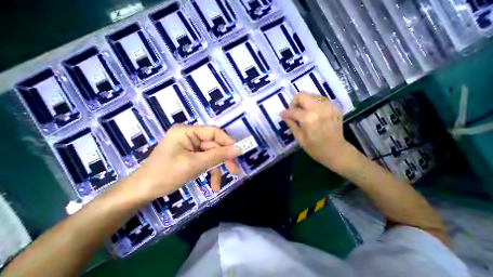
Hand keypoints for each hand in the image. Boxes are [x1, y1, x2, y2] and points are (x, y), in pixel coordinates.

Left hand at [128, 124, 241, 199]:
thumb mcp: (195, 165)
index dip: (227, 141)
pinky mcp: (191, 156)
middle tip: (234, 171)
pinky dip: (210, 172)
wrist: (142, 192)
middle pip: (214, 145)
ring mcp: (190, 147)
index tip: (238, 153)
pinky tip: (213, 184)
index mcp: (187, 132)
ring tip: (219, 184)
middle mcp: (189, 136)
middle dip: (223, 159)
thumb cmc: (165, 175)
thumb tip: (238, 149)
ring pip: (211, 155)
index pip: (213, 132)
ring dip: (217, 169)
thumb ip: (218, 156)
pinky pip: (205, 161)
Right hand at [281, 92, 353, 170]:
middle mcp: (319, 108)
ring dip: (305, 102)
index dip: (286, 112)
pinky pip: (321, 100)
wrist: (336, 151)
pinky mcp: (335, 107)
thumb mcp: (299, 137)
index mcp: (308, 118)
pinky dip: (315, 104)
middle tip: (295, 111)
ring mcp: (329, 106)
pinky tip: (315, 114)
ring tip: (305, 112)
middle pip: (302, 95)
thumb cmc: (315, 148)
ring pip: (312, 95)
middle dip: (295, 102)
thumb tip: (283, 115)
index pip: (293, 110)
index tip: (283, 114)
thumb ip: (291, 123)